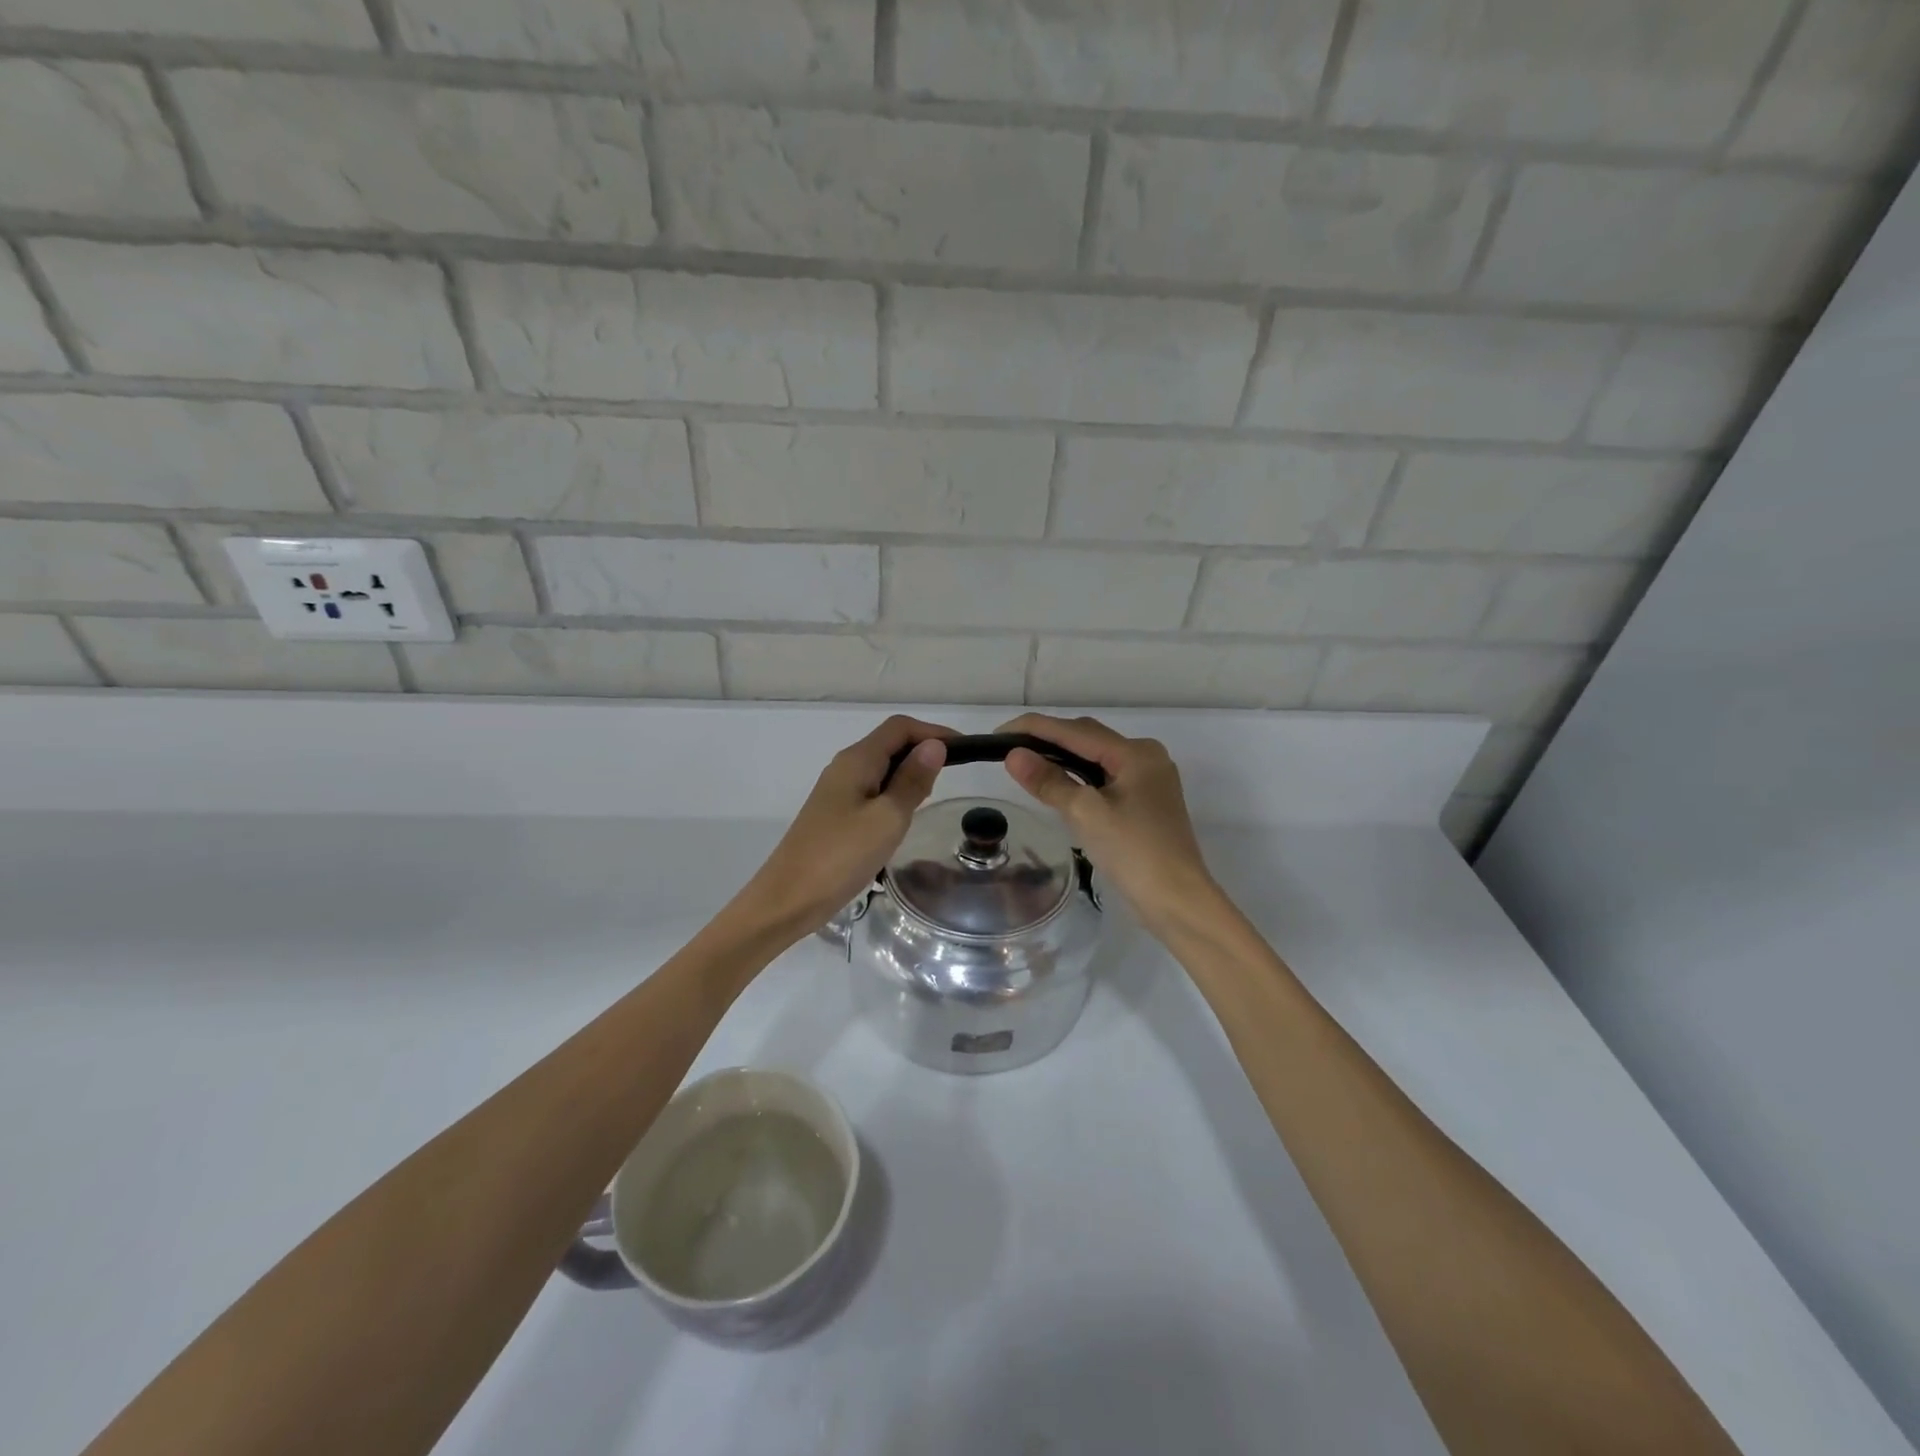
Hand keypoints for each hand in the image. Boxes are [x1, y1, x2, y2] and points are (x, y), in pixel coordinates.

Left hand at [740, 715, 953, 937]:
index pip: (900, 728)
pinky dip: (894, 794)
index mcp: (857, 761)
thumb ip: (912, 780)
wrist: (788, 899)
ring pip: (882, 769)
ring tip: (931, 798)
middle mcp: (845, 767)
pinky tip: (904, 817)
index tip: (966, 751)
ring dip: (909, 774)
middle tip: (951, 778)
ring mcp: (837, 792)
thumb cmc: (841, 856)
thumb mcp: (888, 818)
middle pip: (890, 744)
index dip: (934, 732)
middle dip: (923, 751)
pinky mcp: (835, 815)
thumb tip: (935, 745)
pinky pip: (872, 791)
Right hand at [998, 713, 1219, 937]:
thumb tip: (1014, 755)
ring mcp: (1148, 780)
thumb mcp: (1085, 814)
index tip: (998, 733)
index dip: (1034, 728)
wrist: (1177, 901)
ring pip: (1096, 758)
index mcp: (1135, 753)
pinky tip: (1057, 785)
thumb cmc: (1133, 852)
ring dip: (1062, 758)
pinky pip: (1104, 777)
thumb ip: (1049, 781)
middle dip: (1047, 740)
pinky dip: (1078, 777)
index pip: (1075, 730)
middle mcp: (1145, 757)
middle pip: (1088, 738)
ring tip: (1025, 764)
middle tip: (1007, 751)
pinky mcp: (1145, 802)